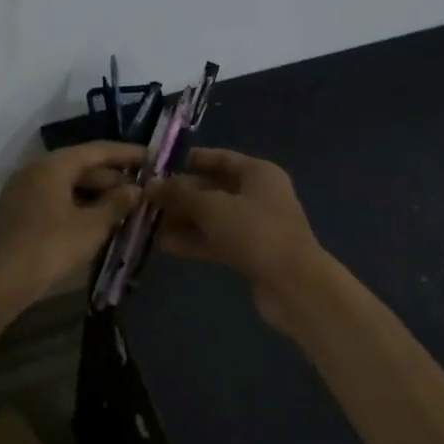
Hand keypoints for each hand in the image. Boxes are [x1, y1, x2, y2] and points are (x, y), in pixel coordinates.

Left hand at [0, 141, 145, 317]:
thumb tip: (135, 189)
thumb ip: (116, 204)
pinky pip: (54, 199)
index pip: (97, 150)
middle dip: (112, 178)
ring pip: (67, 184)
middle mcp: (35, 170)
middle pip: (81, 166)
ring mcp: (23, 191)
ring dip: (95, 194)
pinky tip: (95, 222)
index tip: (152, 158)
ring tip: (124, 208)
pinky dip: (77, 205)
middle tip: (142, 191)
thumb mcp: (90, 227)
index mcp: (53, 165)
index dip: (127, 154)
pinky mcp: (17, 213)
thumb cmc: (48, 248)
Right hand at [148, 149, 329, 322]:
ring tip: (150, 222)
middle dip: (182, 194)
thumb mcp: (212, 207)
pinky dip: (195, 240)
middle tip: (148, 198)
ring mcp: (256, 226)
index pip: (220, 158)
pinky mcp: (252, 253)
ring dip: (185, 219)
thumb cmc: (255, 231)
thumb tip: (151, 185)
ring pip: (214, 217)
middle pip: (214, 188)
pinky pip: (218, 240)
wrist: (295, 285)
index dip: (191, 160)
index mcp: (258, 173)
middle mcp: (259, 194)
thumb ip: (180, 195)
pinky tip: (166, 245)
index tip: (160, 165)